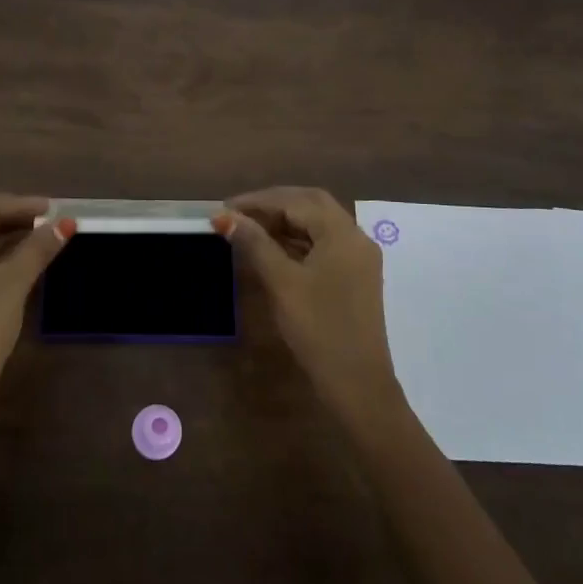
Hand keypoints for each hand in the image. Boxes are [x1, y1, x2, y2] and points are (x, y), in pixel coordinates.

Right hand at [217, 187, 402, 428]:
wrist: (357, 383)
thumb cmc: (318, 328)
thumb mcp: (281, 283)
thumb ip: (254, 244)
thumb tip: (224, 217)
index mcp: (342, 233)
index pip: (296, 200)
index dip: (258, 200)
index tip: (224, 208)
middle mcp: (355, 237)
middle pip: (311, 204)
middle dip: (273, 205)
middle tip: (237, 215)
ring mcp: (358, 258)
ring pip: (318, 224)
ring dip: (284, 222)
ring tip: (248, 230)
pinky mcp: (355, 276)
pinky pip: (323, 244)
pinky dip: (297, 240)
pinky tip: (273, 250)